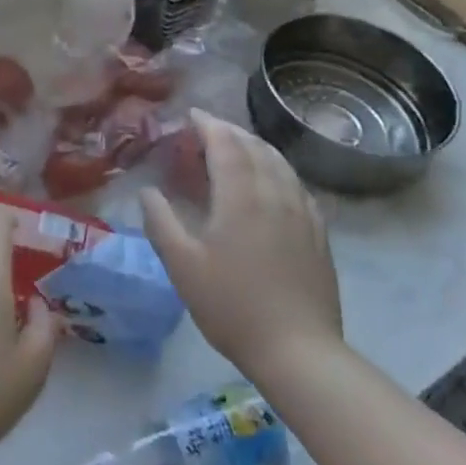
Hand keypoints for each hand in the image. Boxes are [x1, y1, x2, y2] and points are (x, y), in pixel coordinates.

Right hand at [142, 110, 342, 383]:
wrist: (297, 349)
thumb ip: (161, 222)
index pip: (226, 144)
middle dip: (230, 131)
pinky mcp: (317, 231)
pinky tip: (272, 181)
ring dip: (256, 146)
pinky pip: (296, 184)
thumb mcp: (182, 266)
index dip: (208, 125)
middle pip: (255, 147)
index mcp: (241, 196)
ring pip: (280, 163)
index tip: (192, 115)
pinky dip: (277, 169)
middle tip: (208, 130)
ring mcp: (302, 212)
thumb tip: (147, 191)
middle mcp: (274, 193)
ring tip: (238, 147)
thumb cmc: (231, 306)